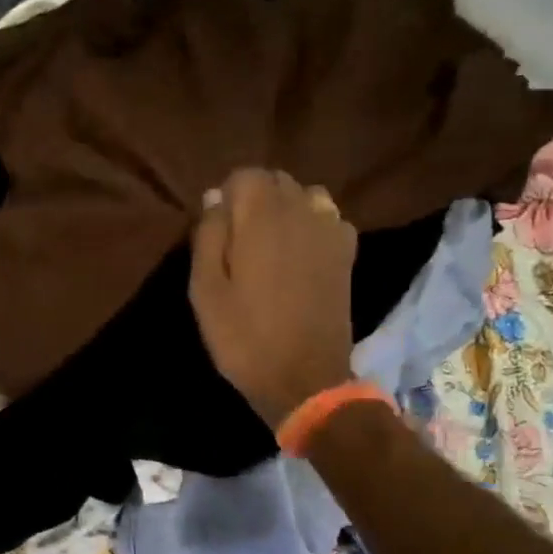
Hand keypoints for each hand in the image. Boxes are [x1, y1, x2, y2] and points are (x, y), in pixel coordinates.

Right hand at [190, 167, 357, 427]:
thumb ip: (208, 236)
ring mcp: (331, 230)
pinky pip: (328, 219)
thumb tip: (215, 198)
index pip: (244, 175)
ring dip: (285, 210)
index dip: (226, 197)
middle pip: (276, 181)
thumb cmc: (244, 337)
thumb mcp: (205, 290)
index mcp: (262, 216)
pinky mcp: (347, 253)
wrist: (304, 379)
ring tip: (270, 245)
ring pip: (305, 196)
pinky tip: (300, 256)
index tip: (217, 230)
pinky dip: (311, 226)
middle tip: (238, 241)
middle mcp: (302, 210)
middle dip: (255, 200)